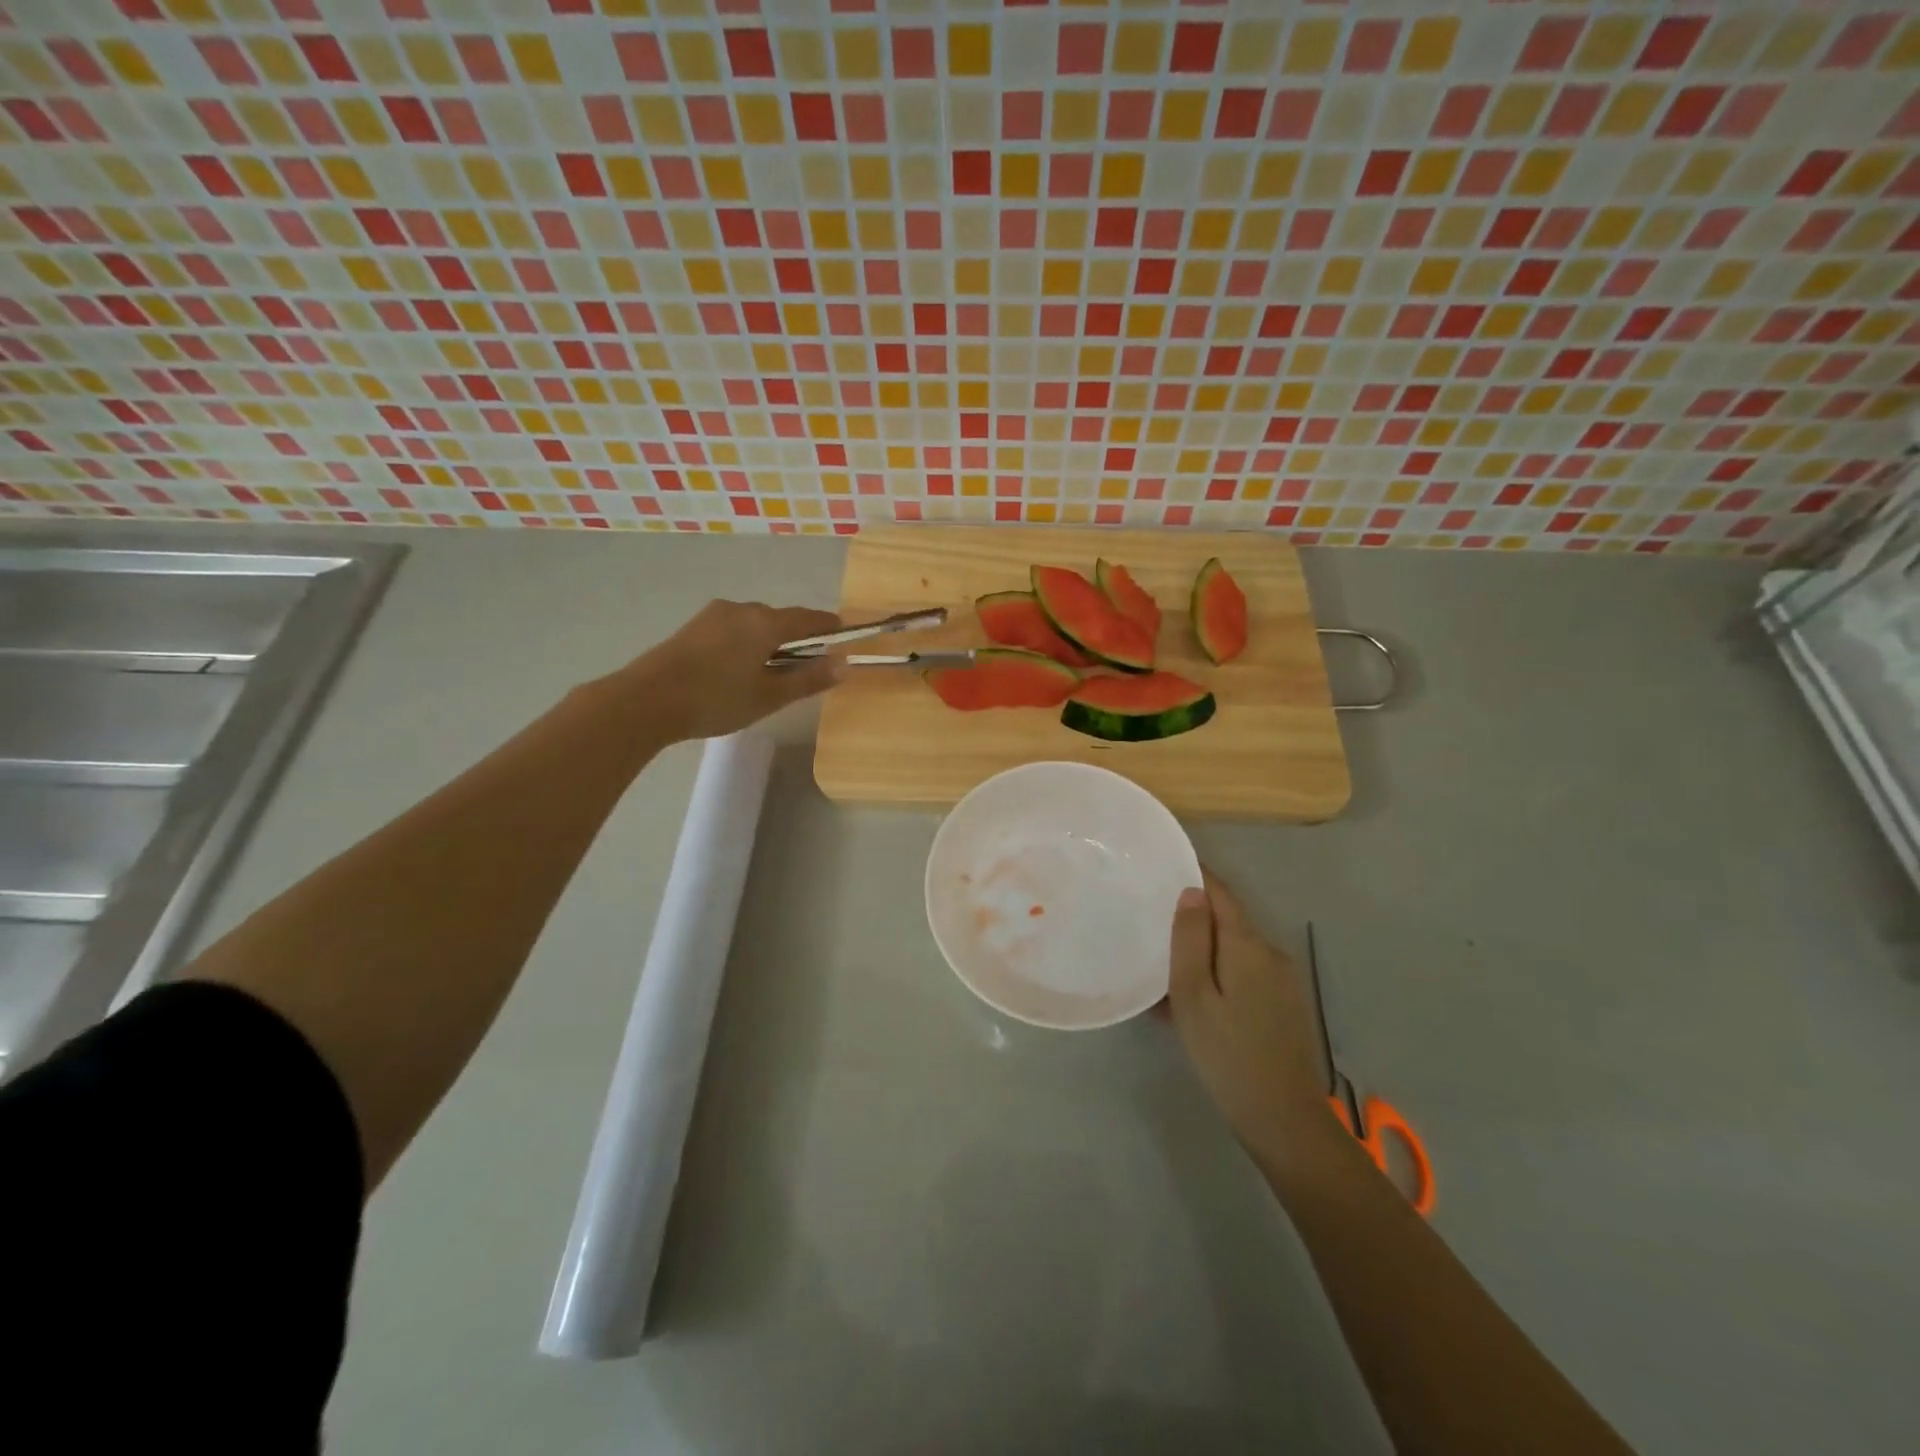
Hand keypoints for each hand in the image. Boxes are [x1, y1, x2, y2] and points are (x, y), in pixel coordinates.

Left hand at [623, 600, 843, 741]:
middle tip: (807, 667)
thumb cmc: (716, 699)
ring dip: (770, 642)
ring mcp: (714, 615)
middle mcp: (742, 609)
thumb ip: (809, 679)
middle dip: (798, 639)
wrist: (646, 700)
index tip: (844, 637)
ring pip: (755, 624)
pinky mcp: (694, 627)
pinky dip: (747, 644)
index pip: (809, 618)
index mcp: (766, 622)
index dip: (830, 627)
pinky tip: (739, 670)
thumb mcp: (770, 696)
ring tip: (770, 673)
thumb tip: (845, 664)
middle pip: (781, 620)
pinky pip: (733, 629)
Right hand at [1168, 871, 1338, 1168]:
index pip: (1220, 893)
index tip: (1163, 866)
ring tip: (1166, 961)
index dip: (1194, 875)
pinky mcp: (1284, 1005)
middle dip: (1194, 915)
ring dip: (1204, 948)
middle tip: (1153, 918)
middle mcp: (1270, 953)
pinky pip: (1245, 972)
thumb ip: (1191, 940)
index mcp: (1247, 945)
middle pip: (1228, 919)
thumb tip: (1192, 892)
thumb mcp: (1194, 996)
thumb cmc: (1227, 1054)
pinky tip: (1195, 998)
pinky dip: (1218, 972)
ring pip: (1235, 948)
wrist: (1284, 1120)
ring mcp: (1282, 980)